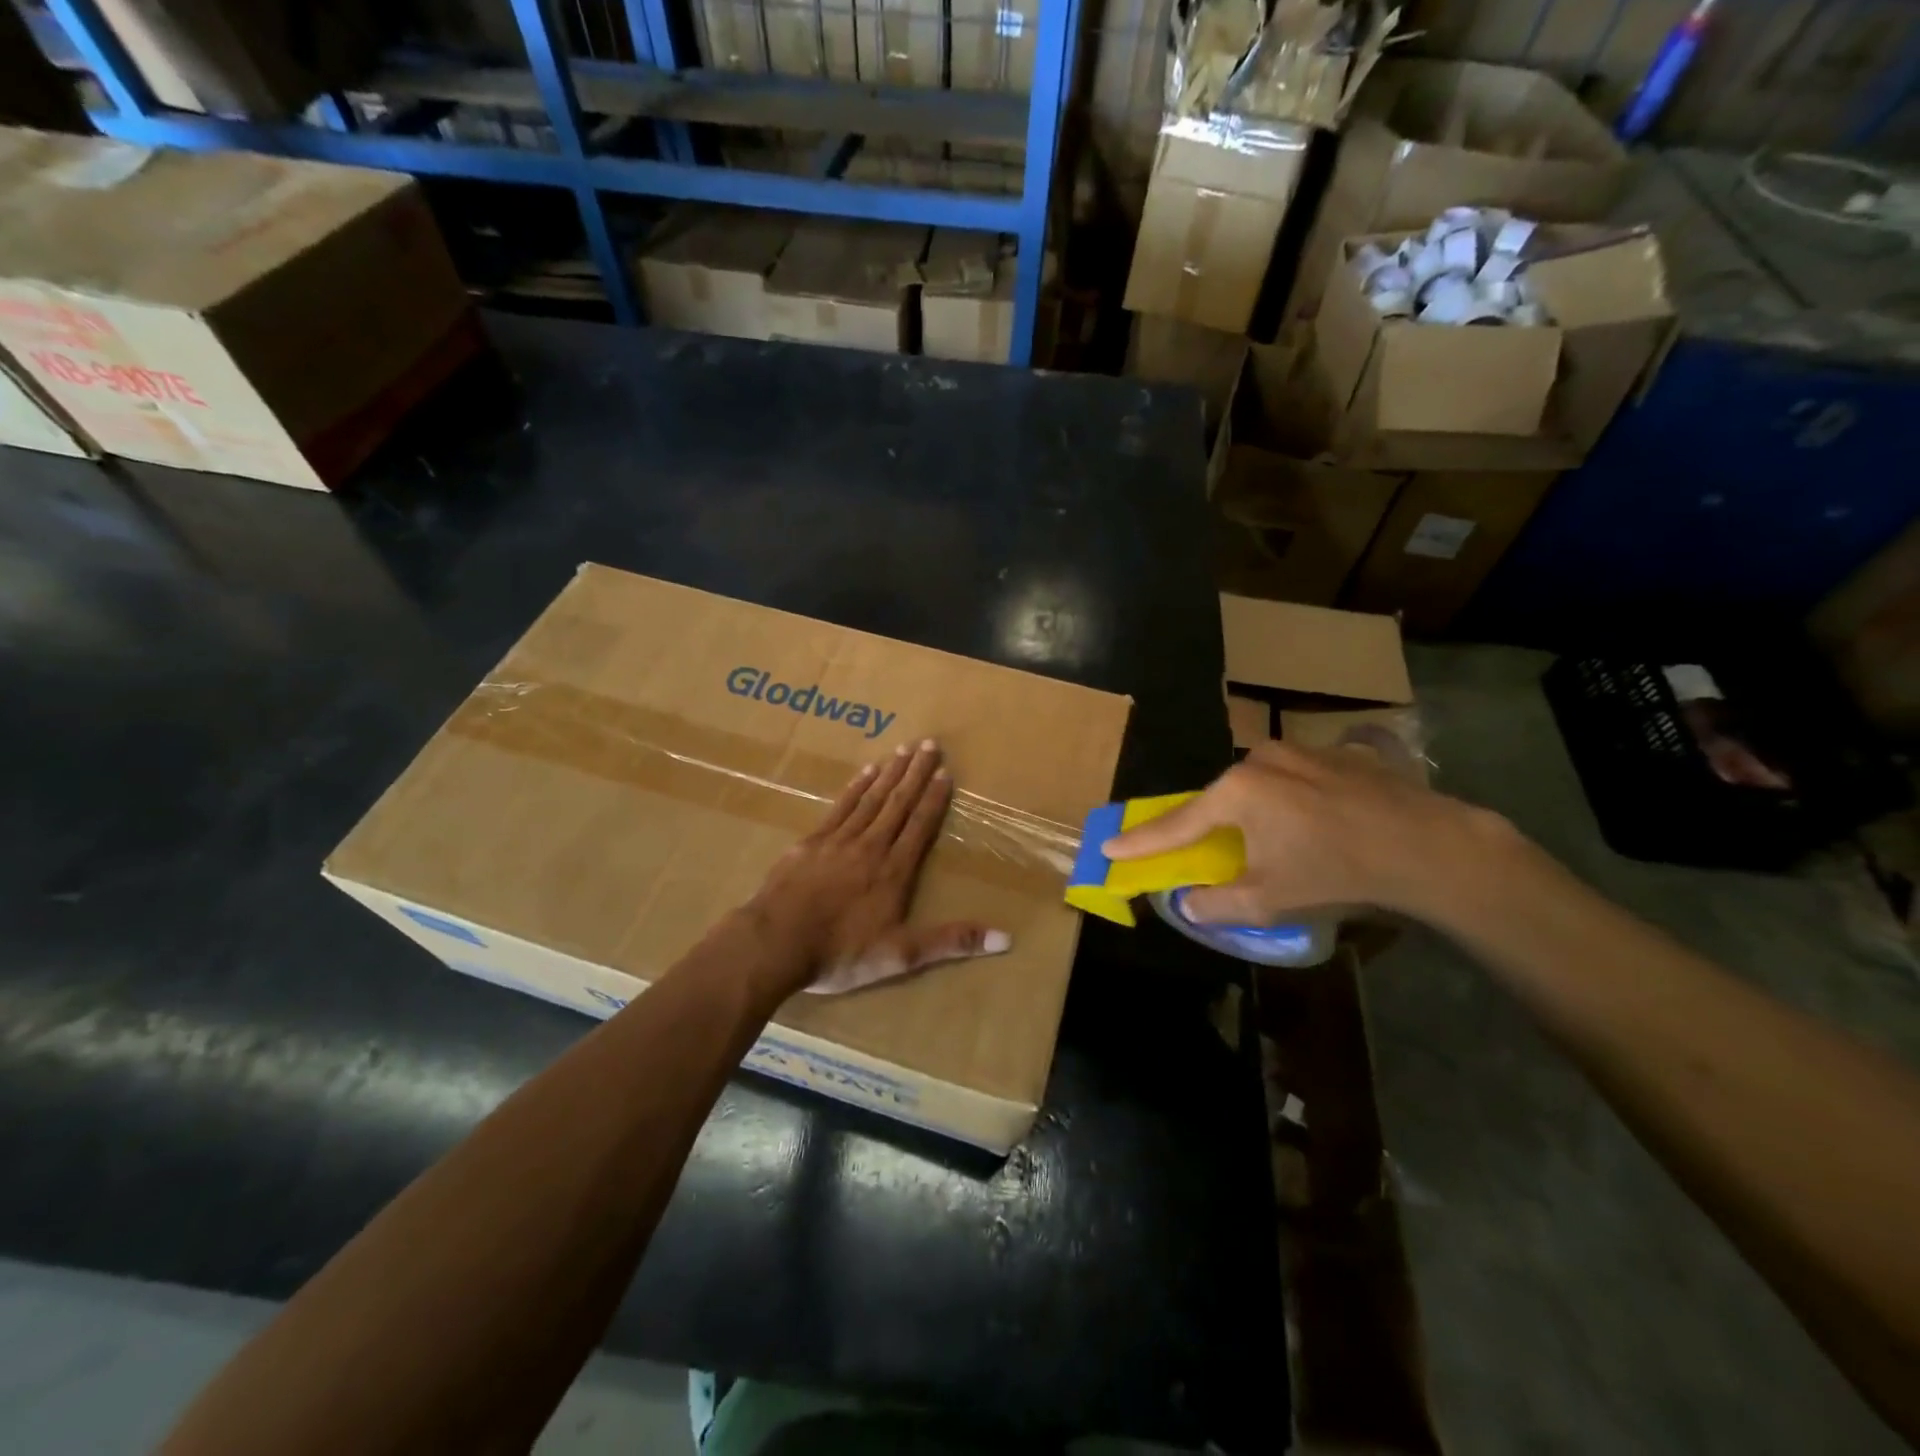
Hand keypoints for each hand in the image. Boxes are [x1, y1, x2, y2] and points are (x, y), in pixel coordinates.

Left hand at [746, 739, 1011, 996]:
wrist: (775, 943)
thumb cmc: (840, 952)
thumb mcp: (902, 956)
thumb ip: (951, 942)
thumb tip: (1005, 939)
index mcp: (894, 871)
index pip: (920, 827)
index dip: (934, 799)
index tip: (946, 773)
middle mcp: (870, 846)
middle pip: (898, 803)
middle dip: (916, 774)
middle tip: (930, 744)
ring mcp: (838, 840)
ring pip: (871, 798)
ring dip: (890, 773)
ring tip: (904, 750)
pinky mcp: (812, 841)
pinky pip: (840, 806)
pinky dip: (856, 787)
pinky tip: (865, 772)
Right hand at [1103, 739, 1512, 926]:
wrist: (1429, 846)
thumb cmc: (1338, 872)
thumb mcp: (1269, 900)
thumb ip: (1216, 903)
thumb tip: (1187, 901)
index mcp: (1236, 791)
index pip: (1176, 823)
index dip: (1140, 841)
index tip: (1107, 846)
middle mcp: (1260, 760)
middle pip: (1218, 800)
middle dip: (1205, 827)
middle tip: (1199, 850)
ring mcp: (1300, 751)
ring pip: (1256, 786)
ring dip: (1250, 814)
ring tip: (1272, 843)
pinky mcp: (1334, 754)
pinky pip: (1292, 779)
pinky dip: (1287, 802)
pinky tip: (1312, 825)